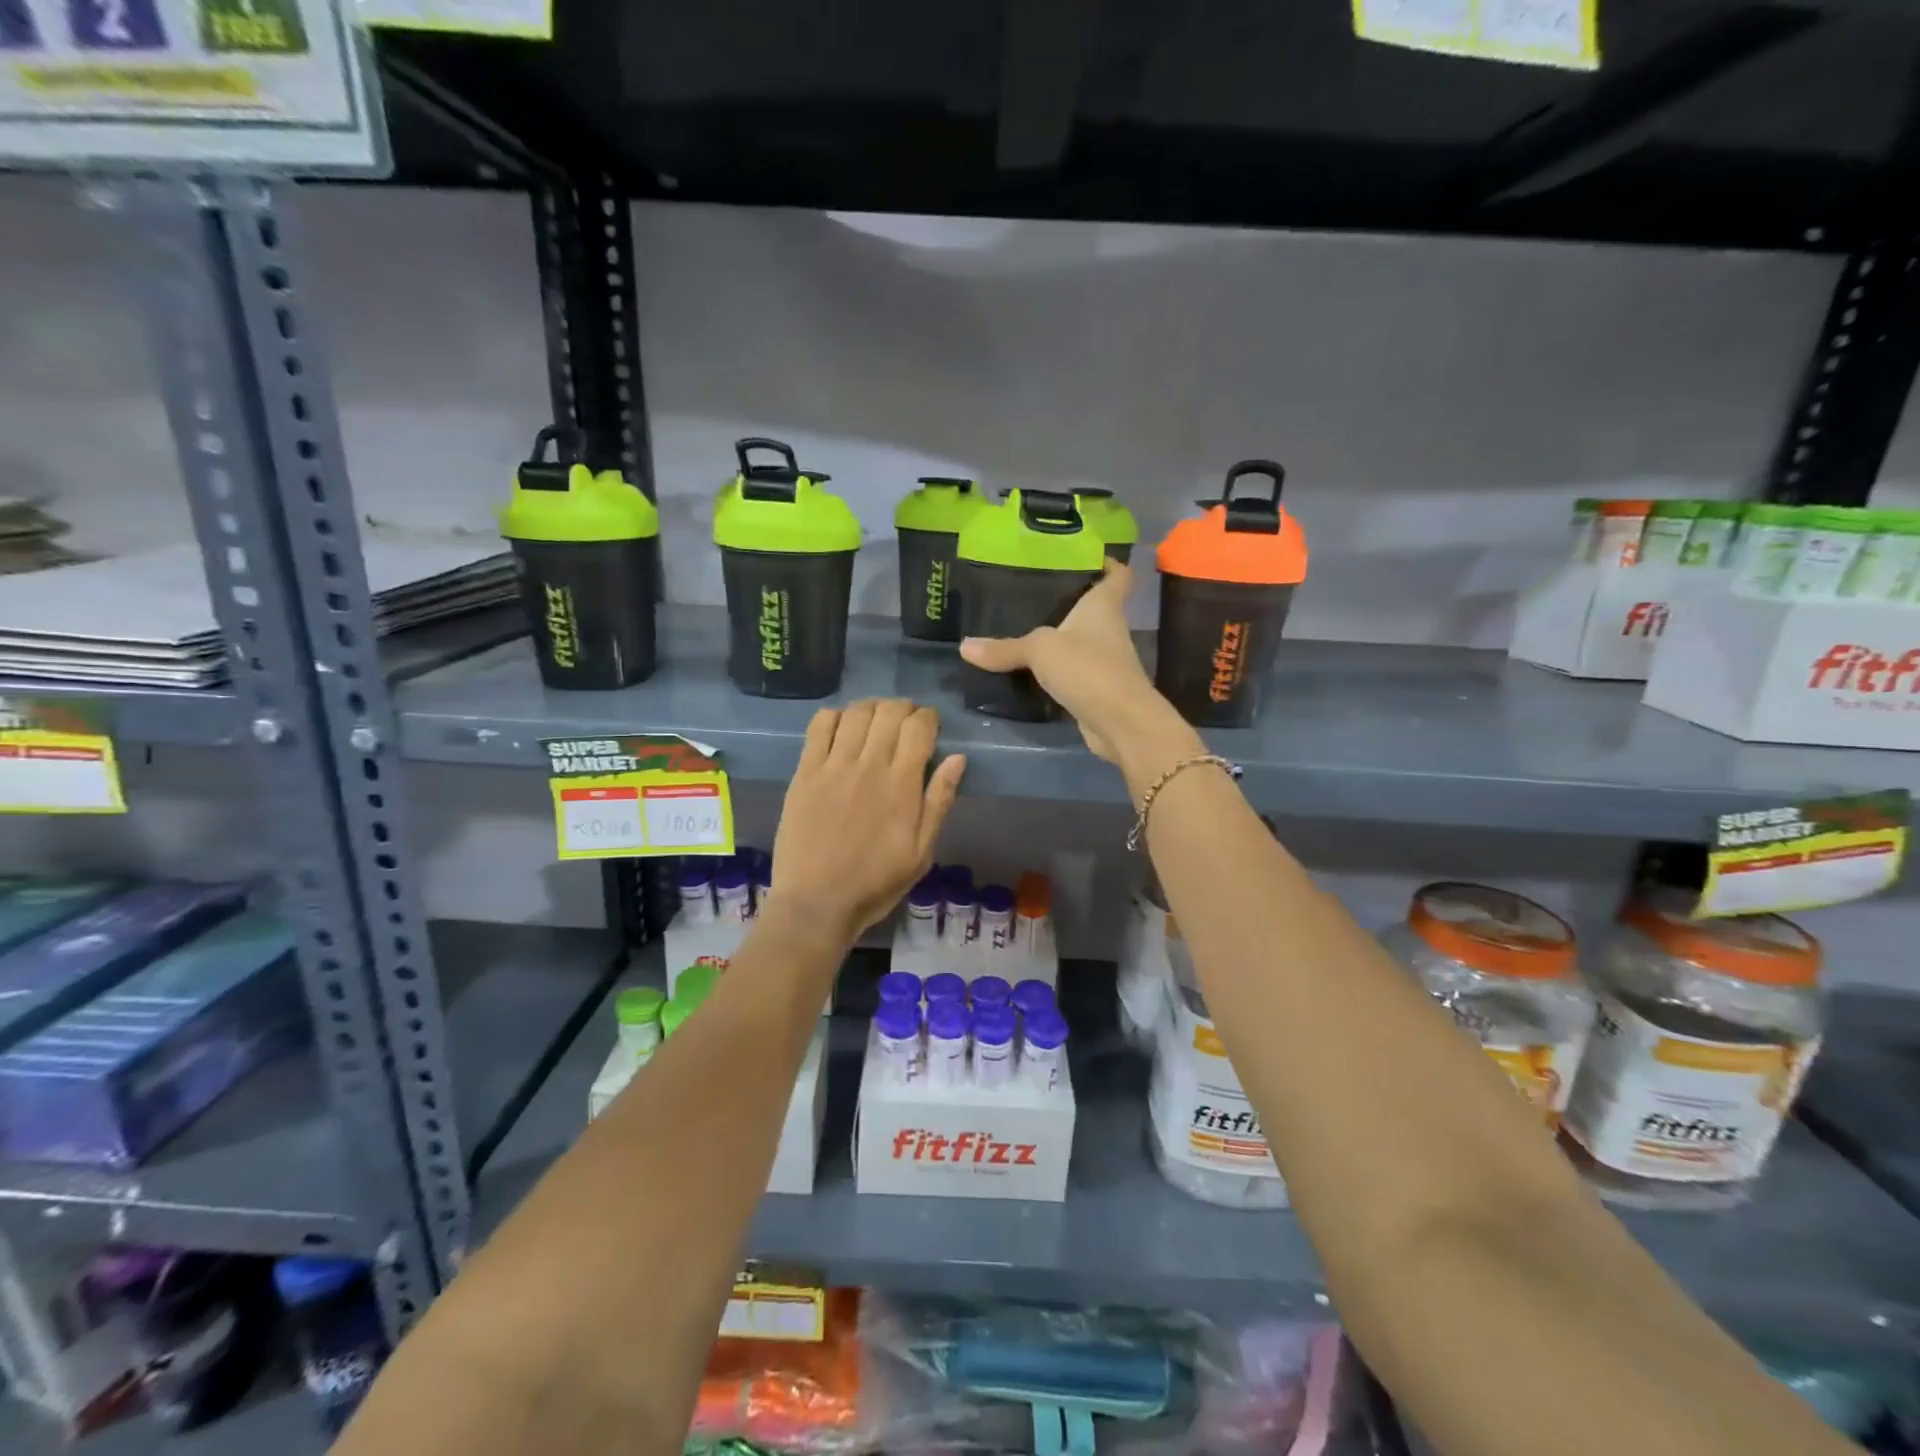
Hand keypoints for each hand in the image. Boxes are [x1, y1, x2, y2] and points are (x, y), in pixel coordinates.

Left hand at [770, 699, 965, 939]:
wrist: (816, 903)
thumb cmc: (875, 883)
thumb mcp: (921, 852)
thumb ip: (939, 802)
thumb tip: (957, 758)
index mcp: (902, 785)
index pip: (919, 727)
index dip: (928, 717)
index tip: (930, 726)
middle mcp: (869, 766)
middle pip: (889, 712)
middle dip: (903, 708)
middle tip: (905, 722)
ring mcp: (833, 767)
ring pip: (856, 712)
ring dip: (872, 708)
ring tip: (876, 721)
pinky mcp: (805, 773)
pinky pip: (820, 726)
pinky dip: (835, 716)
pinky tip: (842, 727)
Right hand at [960, 563, 1198, 772]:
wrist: (1120, 723)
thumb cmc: (1088, 668)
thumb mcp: (1040, 650)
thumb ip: (1005, 648)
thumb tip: (964, 646)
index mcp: (1103, 606)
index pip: (1118, 575)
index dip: (1106, 563)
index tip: (1084, 557)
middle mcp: (1108, 629)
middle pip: (1093, 607)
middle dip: (1069, 600)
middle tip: (1031, 591)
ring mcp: (1104, 661)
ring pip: (1080, 641)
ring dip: (1060, 638)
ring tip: (1022, 627)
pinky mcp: (1096, 690)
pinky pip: (1072, 672)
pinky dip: (1055, 671)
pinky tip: (1028, 670)